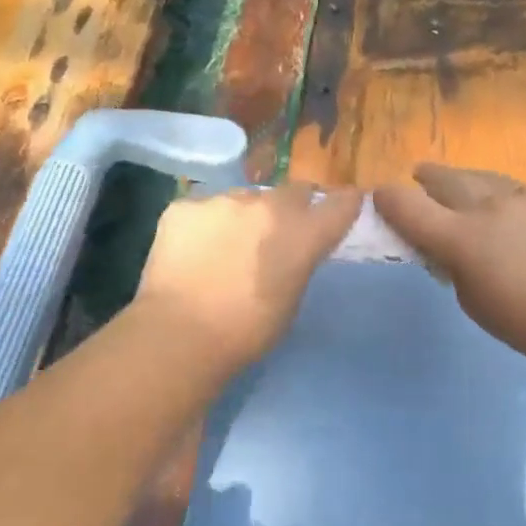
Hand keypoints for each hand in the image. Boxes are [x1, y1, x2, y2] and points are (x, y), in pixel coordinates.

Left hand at [134, 183, 361, 370]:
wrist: (181, 333)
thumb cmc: (247, 331)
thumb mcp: (291, 299)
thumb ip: (298, 262)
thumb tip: (291, 250)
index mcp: (304, 233)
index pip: (341, 203)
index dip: (344, 204)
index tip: (344, 206)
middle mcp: (268, 205)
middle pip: (293, 191)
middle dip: (292, 208)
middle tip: (277, 234)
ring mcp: (223, 200)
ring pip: (244, 199)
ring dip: (244, 216)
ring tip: (226, 247)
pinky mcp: (184, 206)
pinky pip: (203, 209)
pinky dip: (204, 226)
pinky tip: (192, 252)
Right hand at [374, 166, 525, 365]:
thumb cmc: (525, 321)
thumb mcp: (471, 300)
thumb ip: (452, 266)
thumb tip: (448, 248)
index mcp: (461, 237)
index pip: (409, 207)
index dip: (388, 200)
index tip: (380, 197)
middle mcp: (489, 206)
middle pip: (446, 180)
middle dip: (428, 178)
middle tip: (420, 176)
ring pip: (485, 179)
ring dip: (467, 182)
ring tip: (462, 185)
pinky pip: (520, 191)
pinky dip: (505, 197)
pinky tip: (511, 211)